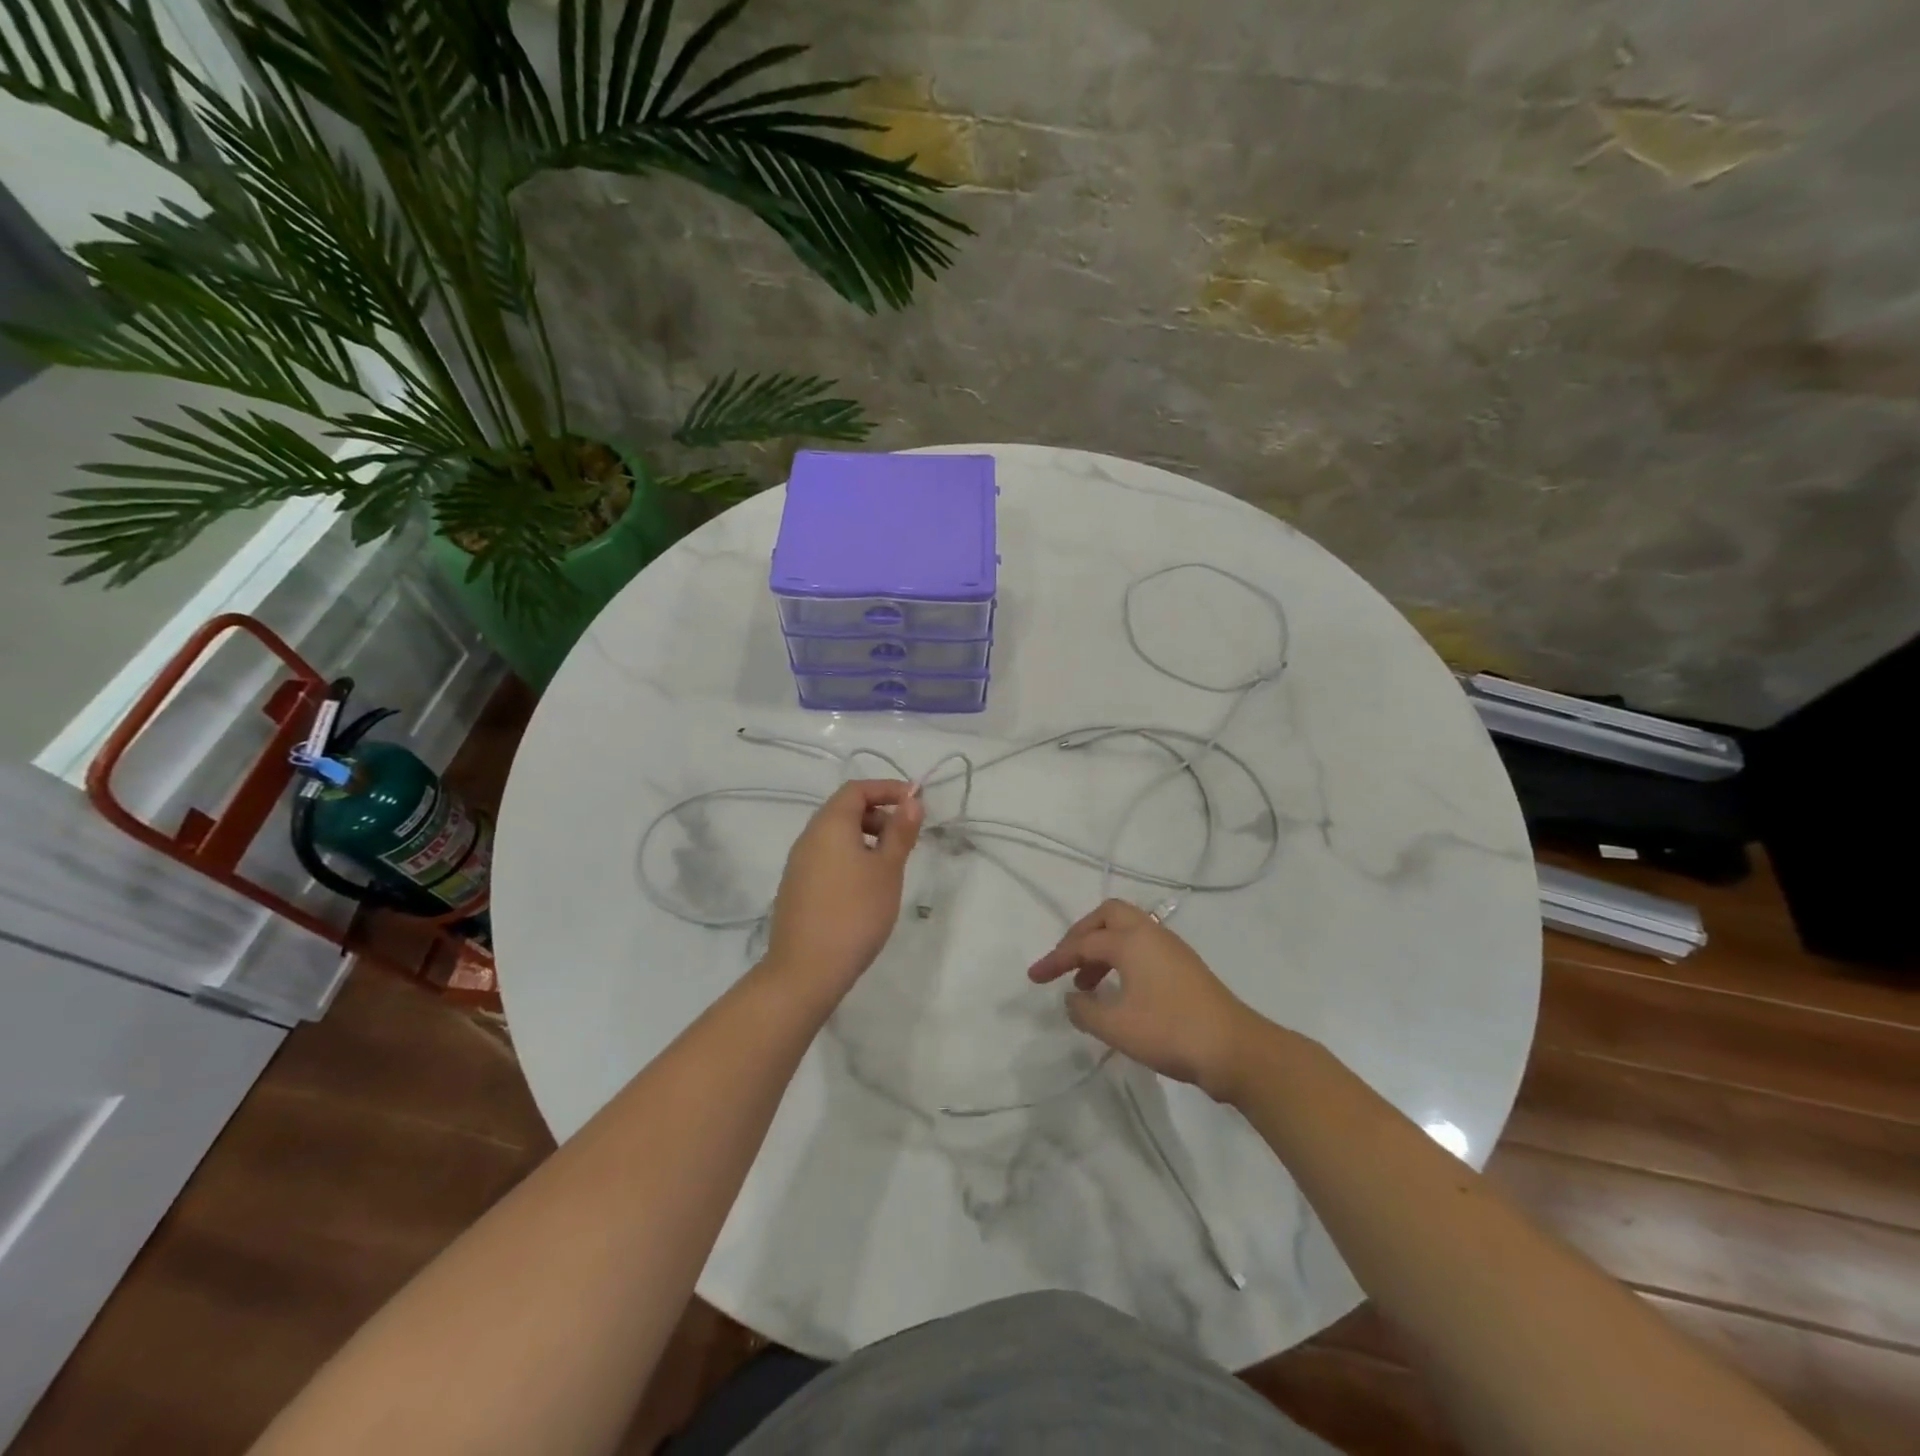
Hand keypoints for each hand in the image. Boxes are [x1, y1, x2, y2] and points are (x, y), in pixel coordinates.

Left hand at [765, 779, 922, 999]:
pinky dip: (850, 858)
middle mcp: (808, 837)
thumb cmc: (855, 912)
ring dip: (865, 838)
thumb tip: (911, 800)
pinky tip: (866, 888)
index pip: (856, 789)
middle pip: (844, 810)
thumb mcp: (887, 869)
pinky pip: (826, 858)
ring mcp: (798, 864)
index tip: (916, 803)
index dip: (887, 789)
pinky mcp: (796, 888)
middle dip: (878, 814)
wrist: (806, 970)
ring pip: (835, 836)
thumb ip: (900, 832)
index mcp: (829, 825)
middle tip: (906, 838)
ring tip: (890, 865)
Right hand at [1028, 899, 1264, 1101]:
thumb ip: (1084, 1010)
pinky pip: (1142, 947)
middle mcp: (1151, 933)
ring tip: (1086, 985)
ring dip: (1101, 949)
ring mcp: (1171, 948)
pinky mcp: (1184, 966)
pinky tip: (1117, 990)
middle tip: (1066, 962)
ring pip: (1127, 930)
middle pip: (1108, 916)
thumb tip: (1072, 999)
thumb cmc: (1171, 1032)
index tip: (1034, 978)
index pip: (1082, 943)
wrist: (1236, 1050)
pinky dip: (1121, 958)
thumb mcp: (1117, 1027)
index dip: (1055, 960)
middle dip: (1081, 935)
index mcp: (1132, 940)